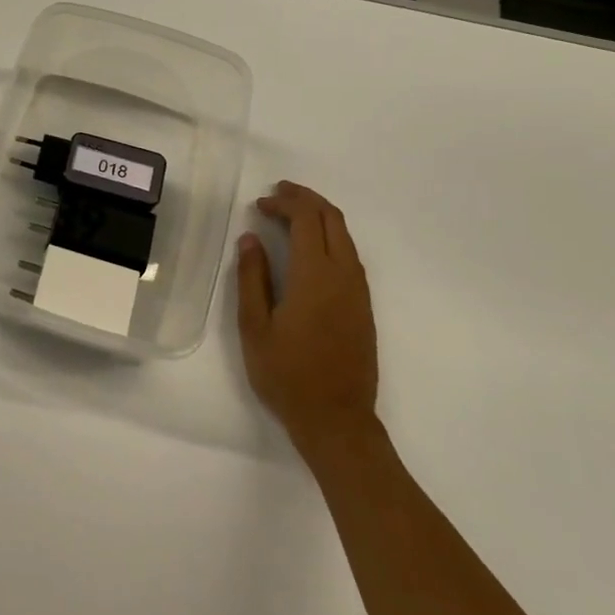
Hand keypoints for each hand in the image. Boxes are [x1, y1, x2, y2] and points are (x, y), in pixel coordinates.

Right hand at [236, 181, 379, 466]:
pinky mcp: (364, 307)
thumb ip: (252, 278)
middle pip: (332, 219)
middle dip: (306, 199)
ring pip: (345, 236)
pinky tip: (310, 248)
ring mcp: (359, 292)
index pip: (307, 220)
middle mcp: (344, 276)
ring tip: (290, 215)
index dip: (284, 203)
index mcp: (316, 276)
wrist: (337, 421)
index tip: (259, 204)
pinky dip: (330, 237)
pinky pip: (350, 255)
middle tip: (277, 194)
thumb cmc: (287, 375)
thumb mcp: (255, 326)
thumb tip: (251, 239)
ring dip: (319, 217)